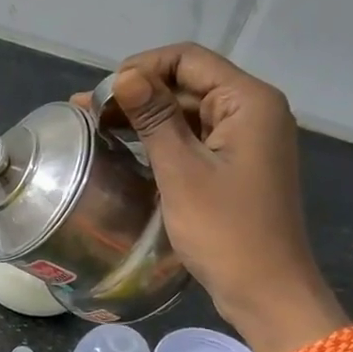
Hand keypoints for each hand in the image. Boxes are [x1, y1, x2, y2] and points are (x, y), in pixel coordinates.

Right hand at [77, 44, 344, 351]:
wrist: (266, 291)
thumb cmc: (225, 231)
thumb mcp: (181, 170)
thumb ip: (154, 118)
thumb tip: (124, 76)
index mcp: (249, 102)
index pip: (189, 60)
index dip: (141, 67)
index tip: (100, 94)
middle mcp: (253, 111)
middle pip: (188, 83)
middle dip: (138, 92)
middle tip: (86, 113)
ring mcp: (246, 139)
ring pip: (188, 112)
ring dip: (145, 116)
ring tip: (96, 128)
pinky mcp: (236, 164)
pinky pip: (195, 138)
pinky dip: (162, 139)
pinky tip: (127, 148)